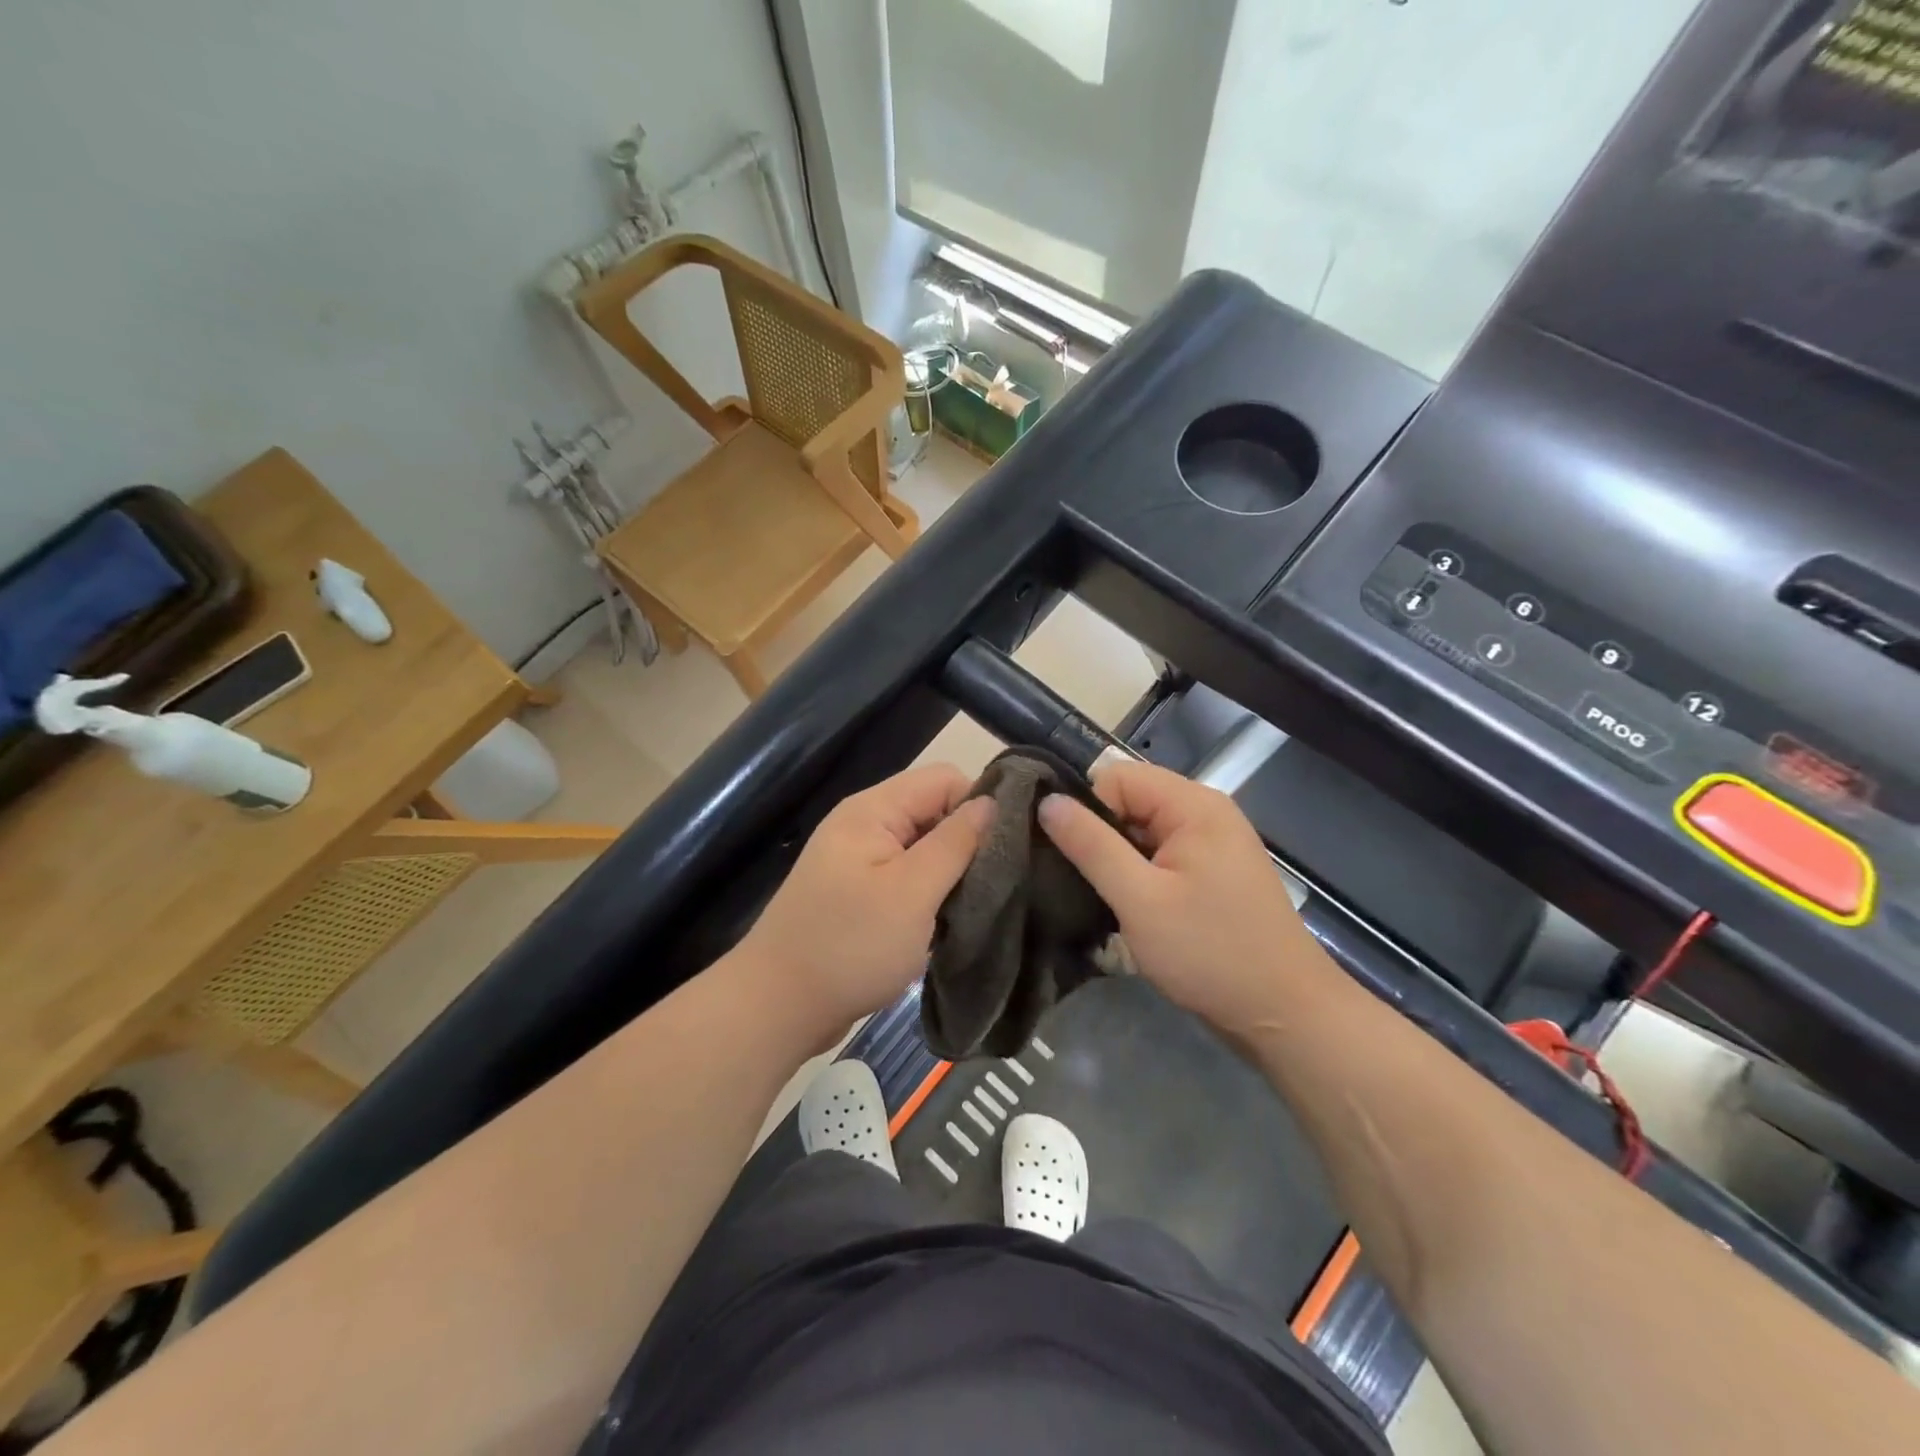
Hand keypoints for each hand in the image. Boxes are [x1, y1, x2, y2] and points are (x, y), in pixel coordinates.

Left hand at [738, 764, 991, 1039]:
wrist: (778, 1007)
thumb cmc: (850, 946)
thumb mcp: (912, 892)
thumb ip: (955, 842)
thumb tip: (993, 801)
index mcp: (873, 810)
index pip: (945, 779)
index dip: (979, 805)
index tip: (1006, 849)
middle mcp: (865, 824)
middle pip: (934, 810)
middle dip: (967, 841)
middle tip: (997, 883)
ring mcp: (860, 860)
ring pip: (924, 847)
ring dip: (951, 872)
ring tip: (977, 904)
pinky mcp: (860, 893)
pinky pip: (908, 876)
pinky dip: (930, 893)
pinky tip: (947, 920)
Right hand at [1038, 759, 1328, 1038]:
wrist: (1285, 1015)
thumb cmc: (1210, 952)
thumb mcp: (1139, 899)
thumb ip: (1090, 845)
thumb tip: (1047, 801)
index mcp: (1193, 805)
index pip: (1116, 778)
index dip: (1089, 812)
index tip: (1079, 860)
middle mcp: (1206, 813)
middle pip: (1130, 802)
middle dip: (1101, 838)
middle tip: (1086, 885)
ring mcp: (1212, 844)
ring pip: (1141, 832)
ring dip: (1118, 862)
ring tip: (1105, 901)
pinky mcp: (1212, 874)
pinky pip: (1160, 857)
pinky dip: (1139, 877)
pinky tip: (1131, 910)